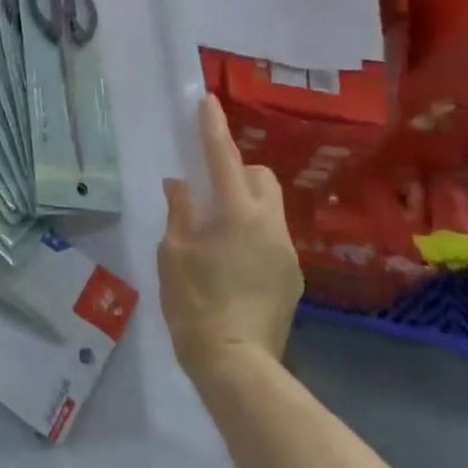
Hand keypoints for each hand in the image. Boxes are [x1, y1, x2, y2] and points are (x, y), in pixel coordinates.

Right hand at [159, 96, 302, 377]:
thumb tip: (180, 185)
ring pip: (270, 206)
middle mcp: (270, 224)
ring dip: (246, 202)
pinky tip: (233, 260)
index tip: (208, 101)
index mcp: (236, 213)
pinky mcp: (293, 275)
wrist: (237, 365)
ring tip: (219, 229)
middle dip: (238, 170)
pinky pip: (273, 235)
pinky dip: (254, 231)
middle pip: (261, 176)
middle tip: (209, 187)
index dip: (214, 127)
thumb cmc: (194, 304)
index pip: (223, 157)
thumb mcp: (173, 254)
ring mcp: (287, 251)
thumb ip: (180, 212)